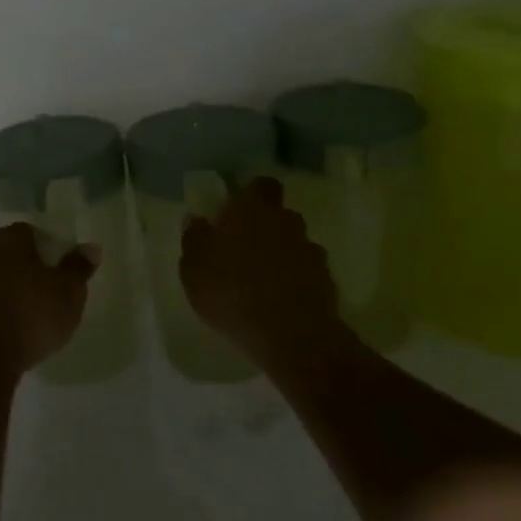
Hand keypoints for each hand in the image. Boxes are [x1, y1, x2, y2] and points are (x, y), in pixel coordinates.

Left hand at [0, 223, 96, 375]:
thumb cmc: (31, 313)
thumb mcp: (68, 291)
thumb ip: (78, 267)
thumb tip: (91, 247)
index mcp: (7, 239)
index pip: (29, 231)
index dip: (48, 245)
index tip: (61, 263)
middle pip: (10, 254)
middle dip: (29, 267)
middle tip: (52, 286)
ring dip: (13, 290)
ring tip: (36, 311)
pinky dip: (1, 310)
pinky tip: (17, 328)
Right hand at [180, 178, 338, 367]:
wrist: (291, 335)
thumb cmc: (231, 292)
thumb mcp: (194, 268)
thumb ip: (194, 239)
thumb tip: (195, 219)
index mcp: (251, 210)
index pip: (261, 185)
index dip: (252, 194)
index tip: (237, 211)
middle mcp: (285, 221)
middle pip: (279, 215)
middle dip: (265, 228)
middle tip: (244, 251)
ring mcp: (310, 251)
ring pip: (294, 244)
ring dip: (281, 256)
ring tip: (262, 282)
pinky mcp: (326, 281)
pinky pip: (307, 272)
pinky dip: (296, 281)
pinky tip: (281, 302)